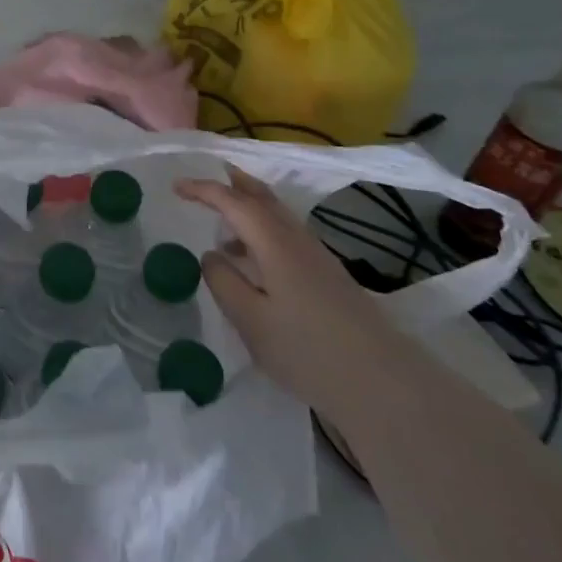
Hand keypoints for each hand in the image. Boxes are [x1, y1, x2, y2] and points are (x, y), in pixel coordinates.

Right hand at [176, 171, 411, 422]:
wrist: (386, 386)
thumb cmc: (308, 351)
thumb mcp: (250, 320)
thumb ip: (223, 282)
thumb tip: (211, 255)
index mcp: (275, 243)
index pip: (234, 202)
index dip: (203, 190)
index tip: (176, 186)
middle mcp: (298, 240)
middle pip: (263, 197)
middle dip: (233, 182)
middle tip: (206, 176)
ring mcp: (318, 258)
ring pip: (278, 216)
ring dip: (249, 207)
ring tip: (223, 221)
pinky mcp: (329, 277)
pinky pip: (287, 235)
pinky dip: (263, 229)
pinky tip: (253, 258)